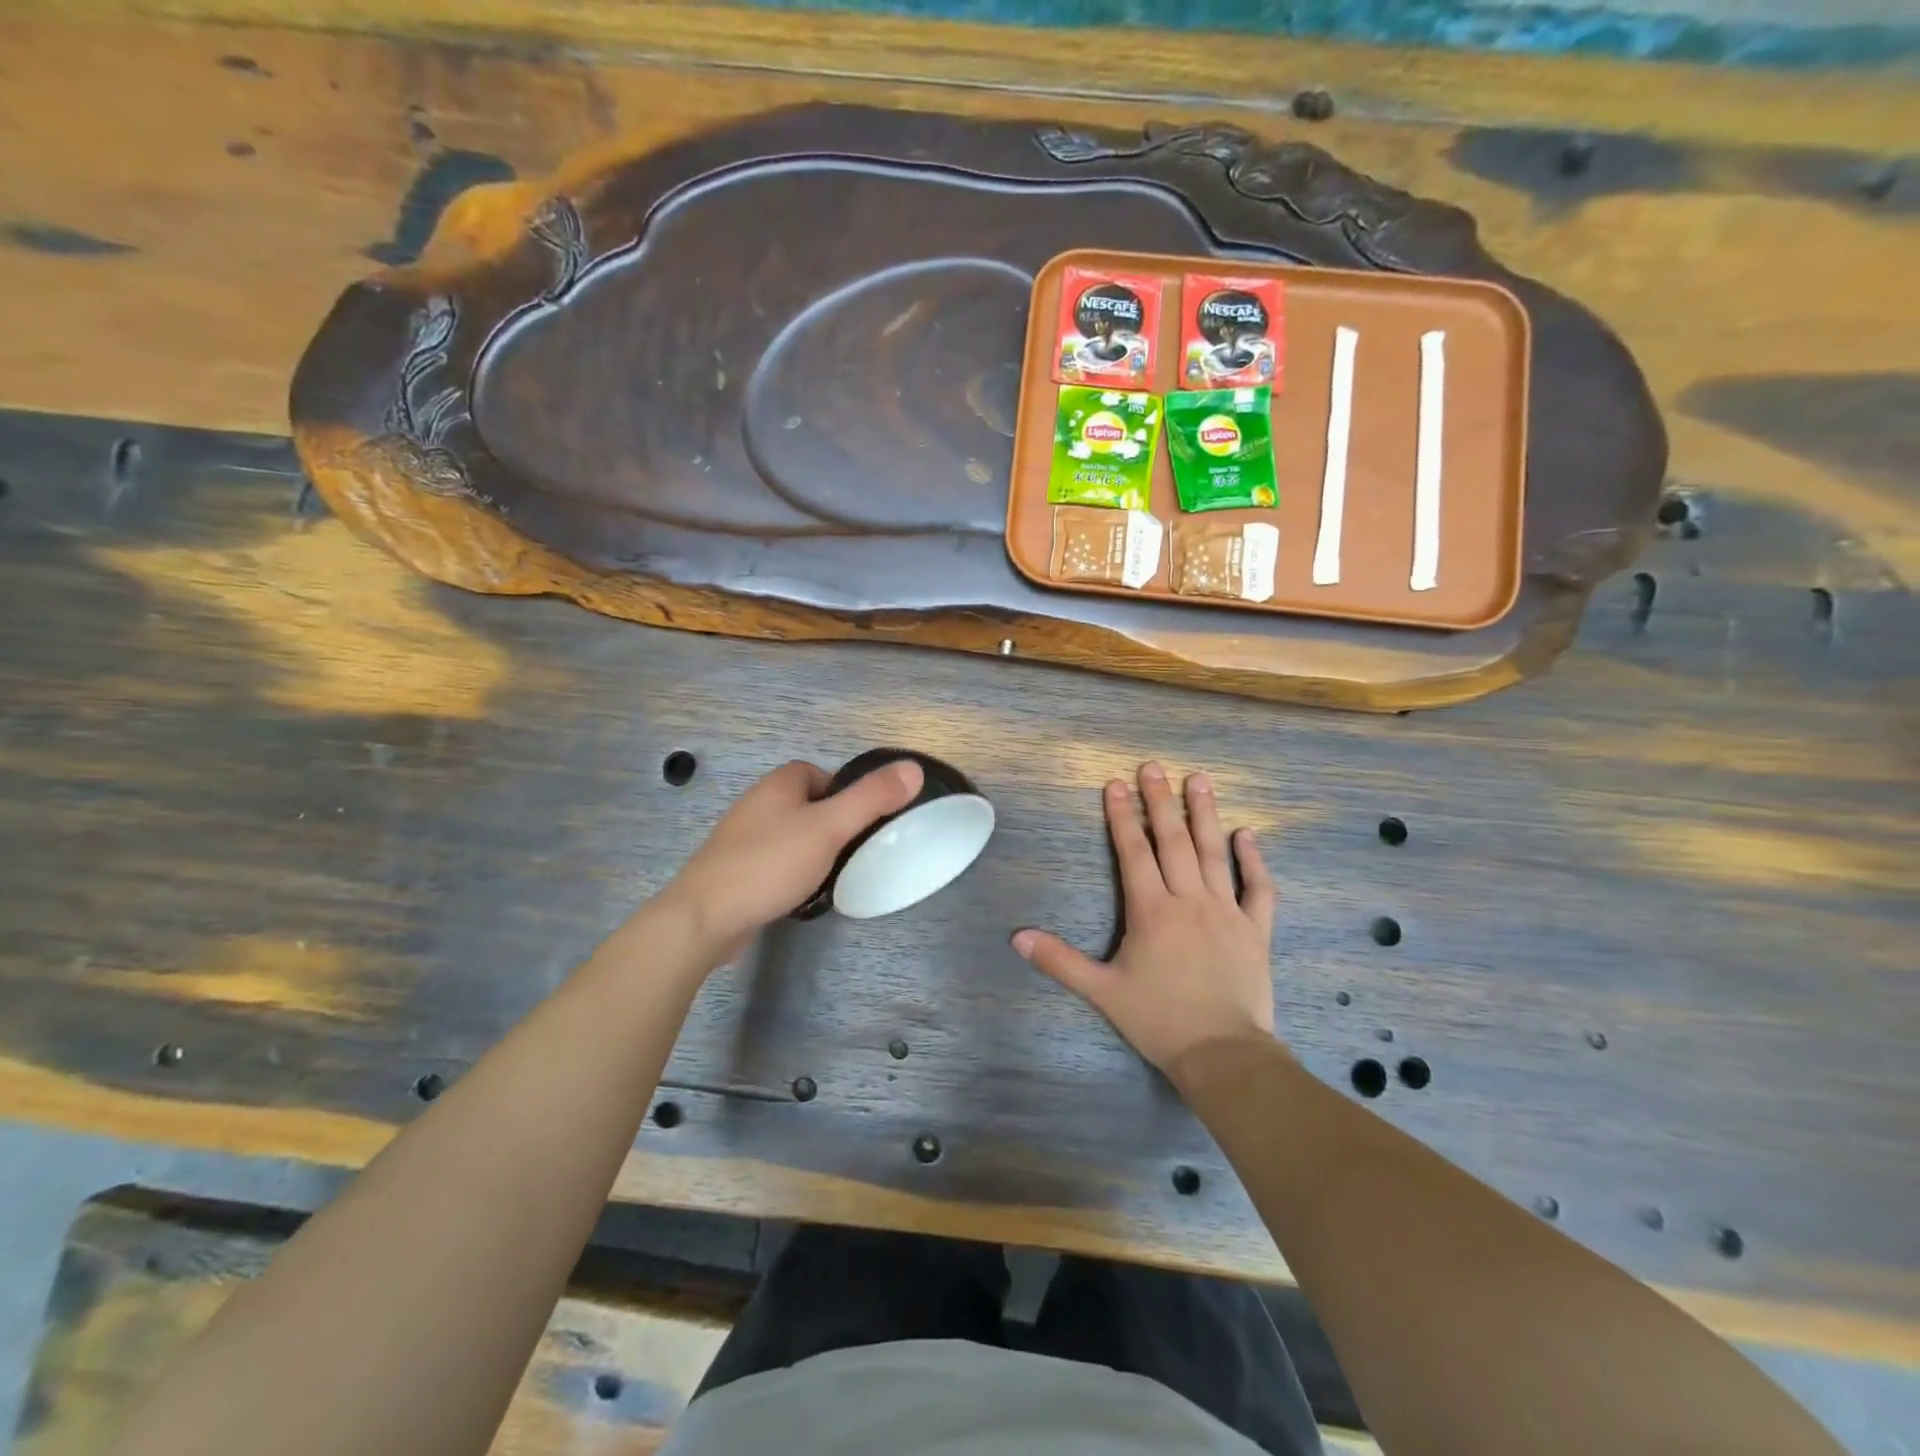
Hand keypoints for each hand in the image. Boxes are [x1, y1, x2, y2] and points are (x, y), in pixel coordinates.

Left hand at [665, 758, 923, 959]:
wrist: (704, 917)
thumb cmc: (769, 863)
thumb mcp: (829, 827)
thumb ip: (871, 798)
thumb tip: (913, 768)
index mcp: (778, 784)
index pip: (820, 774)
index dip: (845, 793)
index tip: (862, 822)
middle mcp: (757, 804)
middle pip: (808, 804)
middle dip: (832, 824)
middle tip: (852, 851)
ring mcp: (742, 839)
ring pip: (792, 835)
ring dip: (813, 850)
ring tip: (832, 875)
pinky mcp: (736, 870)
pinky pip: (775, 862)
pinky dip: (792, 872)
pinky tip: (801, 893)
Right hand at [1013, 761, 1276, 1083]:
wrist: (1222, 1053)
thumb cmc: (1158, 1020)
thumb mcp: (1102, 991)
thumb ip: (1060, 961)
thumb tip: (1017, 937)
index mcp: (1151, 910)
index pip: (1133, 852)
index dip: (1123, 816)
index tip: (1116, 784)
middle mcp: (1188, 900)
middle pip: (1172, 841)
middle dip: (1160, 801)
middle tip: (1153, 767)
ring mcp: (1226, 911)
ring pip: (1213, 853)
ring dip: (1205, 814)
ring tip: (1199, 780)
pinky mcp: (1255, 929)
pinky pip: (1257, 888)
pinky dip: (1252, 860)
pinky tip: (1246, 835)